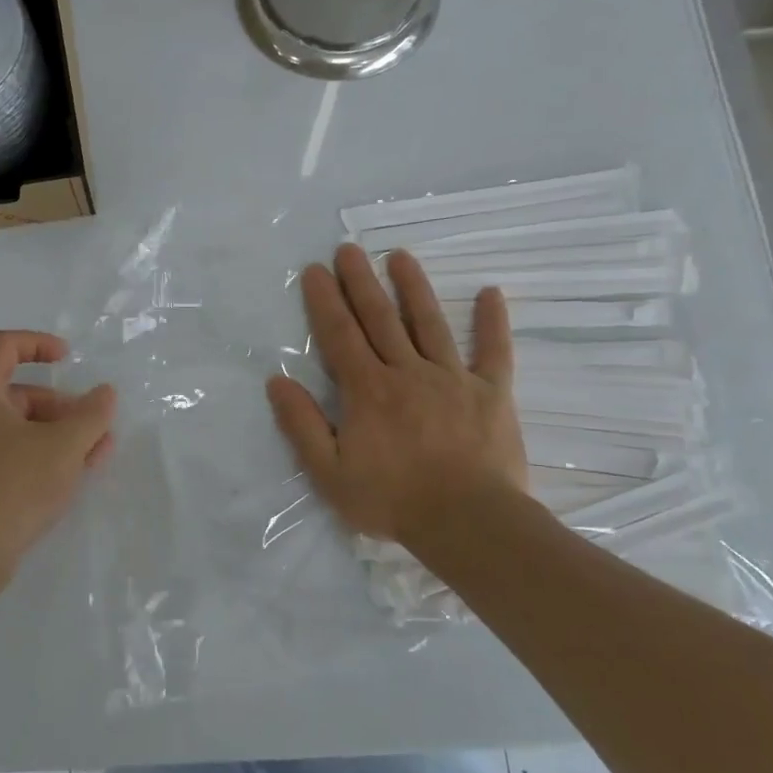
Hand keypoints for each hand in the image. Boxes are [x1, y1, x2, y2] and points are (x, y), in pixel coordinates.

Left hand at [0, 331, 114, 612]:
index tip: (69, 358)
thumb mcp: (63, 447)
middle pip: (17, 393)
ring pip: (17, 430)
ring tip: (95, 457)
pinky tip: (71, 479)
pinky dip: (40, 458)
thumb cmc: (12, 487)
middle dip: (62, 406)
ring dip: (58, 435)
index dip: (37, 343)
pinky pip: (9, 457)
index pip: (2, 346)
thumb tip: (105, 393)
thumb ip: (91, 415)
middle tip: (95, 427)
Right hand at [266, 245, 528, 545]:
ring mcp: (453, 379)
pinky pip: (494, 351)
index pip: (340, 335)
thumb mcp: (329, 473)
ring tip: (400, 256)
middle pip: (380, 318)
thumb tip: (278, 381)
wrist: (469, 523)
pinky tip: (491, 292)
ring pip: (429, 323)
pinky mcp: (491, 393)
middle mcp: (407, 372)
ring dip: (413, 287)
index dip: (325, 301)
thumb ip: (302, 425)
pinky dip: (493, 322)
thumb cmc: (392, 500)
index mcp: (368, 390)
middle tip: (348, 248)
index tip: (315, 269)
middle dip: (360, 281)